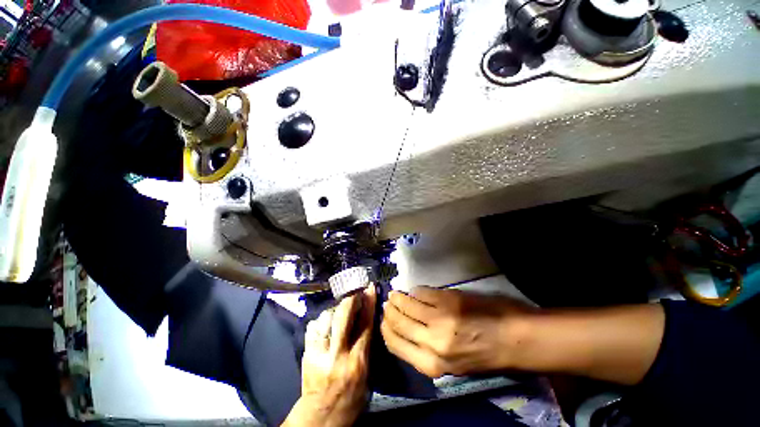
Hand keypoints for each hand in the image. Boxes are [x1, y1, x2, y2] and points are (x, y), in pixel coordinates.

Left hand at [282, 286, 376, 426]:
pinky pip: (314, 326)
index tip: (370, 288)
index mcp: (356, 362)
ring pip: (326, 317)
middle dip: (351, 299)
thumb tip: (367, 319)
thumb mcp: (366, 374)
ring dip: (336, 309)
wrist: (320, 417)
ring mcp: (319, 352)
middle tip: (356, 292)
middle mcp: (337, 354)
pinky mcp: (307, 352)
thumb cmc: (349, 398)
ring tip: (341, 309)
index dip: (369, 303)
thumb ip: (366, 345)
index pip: (365, 325)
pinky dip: (321, 319)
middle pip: (343, 316)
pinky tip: (326, 321)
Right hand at [381, 286, 531, 377]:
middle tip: (387, 303)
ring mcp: (439, 318)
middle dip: (389, 311)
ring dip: (398, 298)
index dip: (385, 329)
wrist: (514, 339)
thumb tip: (406, 330)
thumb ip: (426, 350)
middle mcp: (431, 342)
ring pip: (407, 304)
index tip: (383, 319)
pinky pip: (422, 292)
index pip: (395, 344)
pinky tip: (415, 291)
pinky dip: (415, 291)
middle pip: (398, 322)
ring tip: (395, 294)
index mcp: (432, 364)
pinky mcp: (448, 300)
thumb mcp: (451, 364)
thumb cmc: (483, 354)